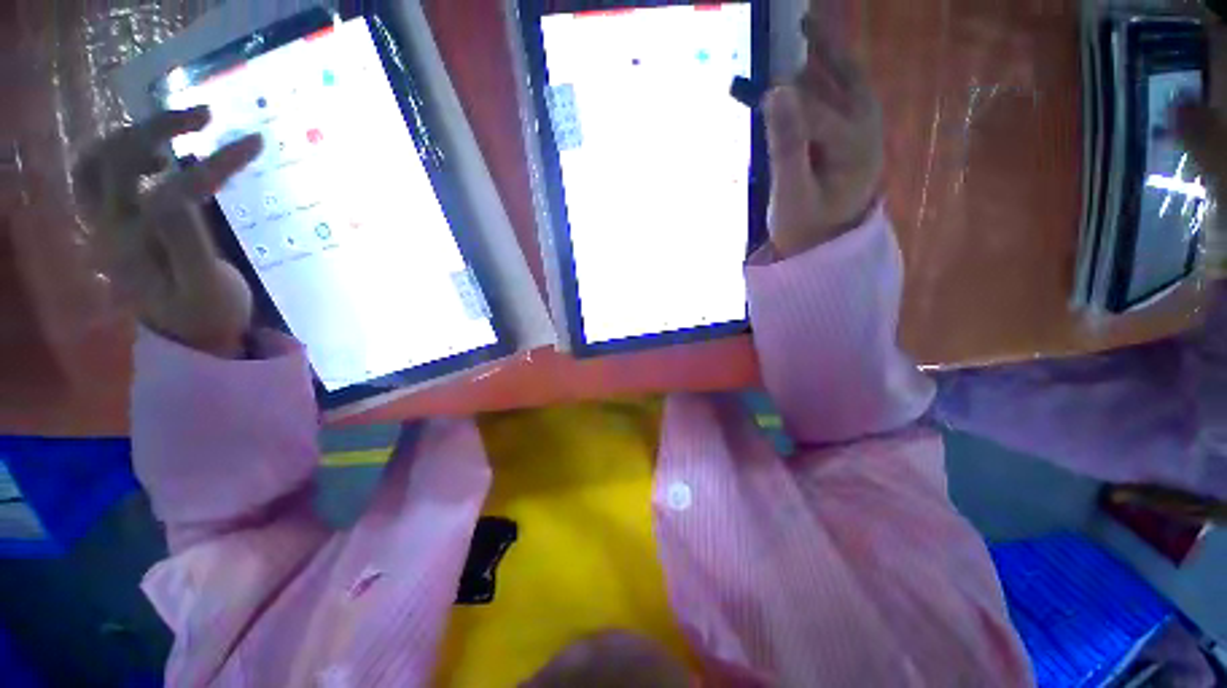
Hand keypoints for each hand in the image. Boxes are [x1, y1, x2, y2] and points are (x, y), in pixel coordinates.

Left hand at [73, 108, 262, 357]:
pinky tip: (157, 156)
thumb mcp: (207, 289)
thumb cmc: (206, 313)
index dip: (213, 161)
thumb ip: (189, 246)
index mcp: (133, 247)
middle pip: (112, 159)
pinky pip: (98, 173)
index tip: (255, 143)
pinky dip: (121, 151)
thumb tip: (182, 195)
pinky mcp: (111, 221)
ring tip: (178, 131)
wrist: (188, 333)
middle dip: (158, 129)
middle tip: (206, 117)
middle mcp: (106, 227)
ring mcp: (103, 223)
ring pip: (95, 161)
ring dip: (134, 135)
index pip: (170, 189)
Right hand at [763, 13, 883, 258]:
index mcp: (853, 143)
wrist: (825, 248)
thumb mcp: (791, 195)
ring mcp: (865, 129)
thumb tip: (775, 92)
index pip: (815, 108)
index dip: (784, 97)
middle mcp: (866, 126)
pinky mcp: (856, 134)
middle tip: (800, 21)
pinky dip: (829, 73)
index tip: (757, 84)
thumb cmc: (805, 228)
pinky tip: (815, 63)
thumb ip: (786, 146)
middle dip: (820, 50)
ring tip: (806, 27)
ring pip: (847, 79)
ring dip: (826, 55)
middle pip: (842, 78)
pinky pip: (846, 93)